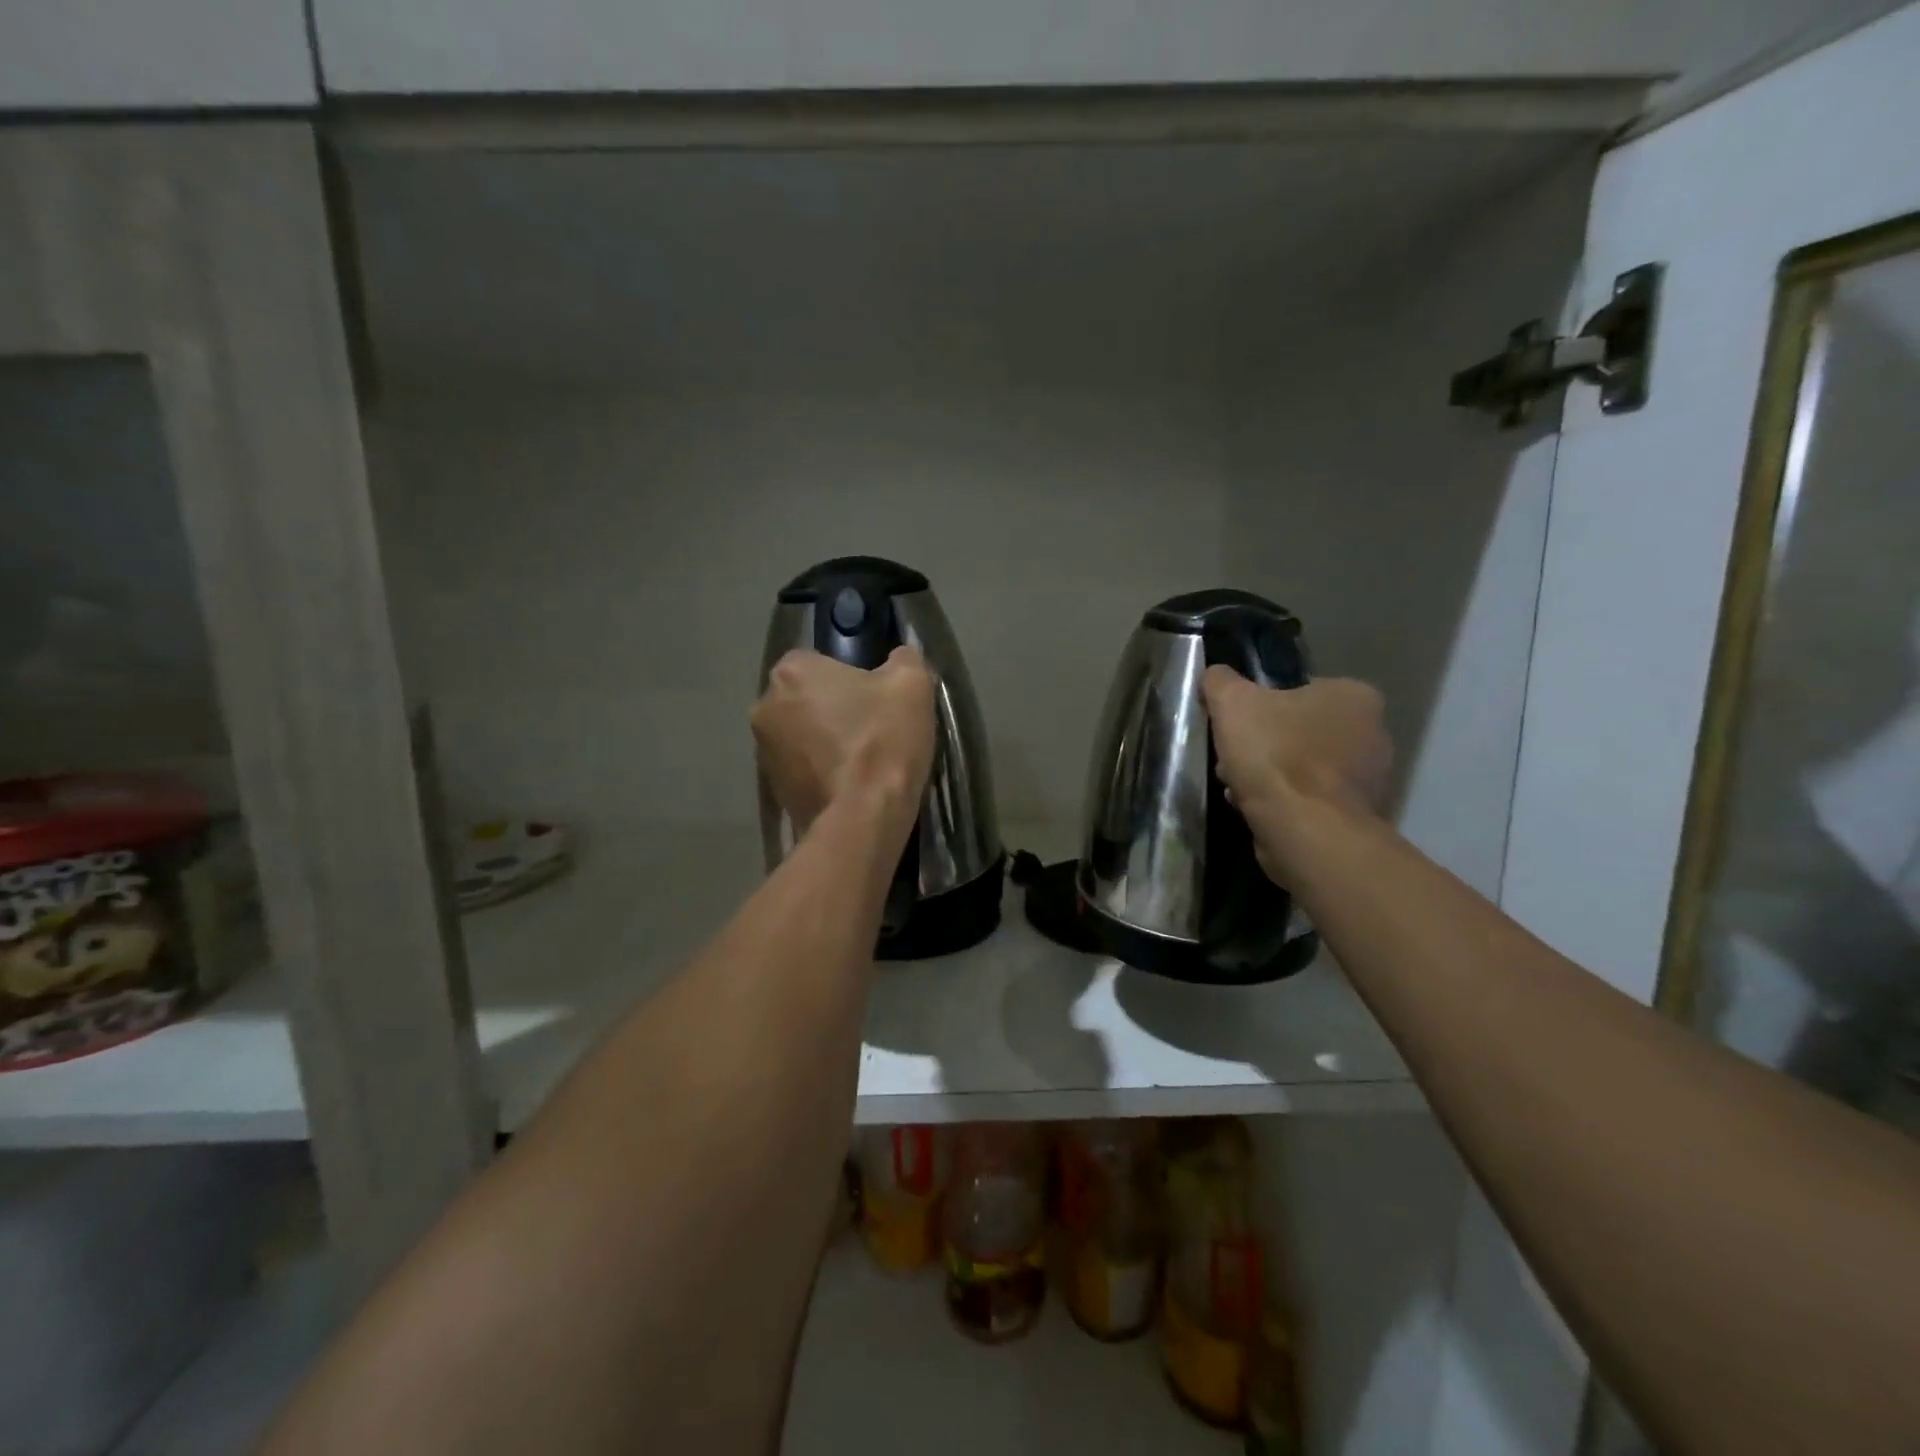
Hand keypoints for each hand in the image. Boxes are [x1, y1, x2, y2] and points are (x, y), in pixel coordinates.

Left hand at [752, 647, 935, 842]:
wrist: (864, 816)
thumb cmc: (883, 739)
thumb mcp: (912, 684)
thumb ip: (903, 660)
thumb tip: (899, 658)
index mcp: (792, 671)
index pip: (819, 661)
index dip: (851, 677)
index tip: (875, 699)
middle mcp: (765, 706)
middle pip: (806, 698)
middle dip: (832, 709)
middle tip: (872, 728)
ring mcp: (763, 751)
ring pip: (801, 734)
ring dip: (824, 742)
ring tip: (862, 762)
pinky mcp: (773, 789)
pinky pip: (801, 769)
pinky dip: (820, 772)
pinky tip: (850, 785)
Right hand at [1201, 666, 1390, 882]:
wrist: (1305, 829)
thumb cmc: (1275, 754)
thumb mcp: (1232, 703)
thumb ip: (1221, 682)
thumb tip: (1215, 675)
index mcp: (1354, 696)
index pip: (1301, 690)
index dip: (1263, 706)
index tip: (1238, 725)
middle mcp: (1373, 733)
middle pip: (1300, 731)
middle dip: (1263, 745)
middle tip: (1233, 758)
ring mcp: (1369, 779)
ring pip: (1303, 768)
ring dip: (1269, 776)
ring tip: (1238, 788)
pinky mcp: (1356, 816)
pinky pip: (1310, 800)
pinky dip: (1284, 803)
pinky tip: (1255, 809)